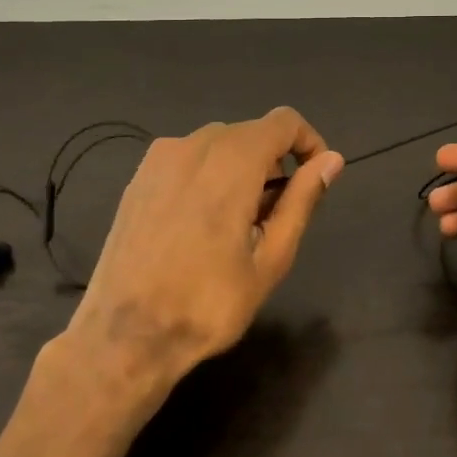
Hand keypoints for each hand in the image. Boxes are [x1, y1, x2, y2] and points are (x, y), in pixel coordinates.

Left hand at [57, 108, 343, 411]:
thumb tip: (332, 160)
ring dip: (241, 169)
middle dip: (274, 162)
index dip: (309, 142)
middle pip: (251, 132)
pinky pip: (187, 158)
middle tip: (274, 217)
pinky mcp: (138, 178)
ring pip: (218, 144)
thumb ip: (302, 200)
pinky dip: (208, 175)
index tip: (314, 179)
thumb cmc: (208, 303)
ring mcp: (159, 159)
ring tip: (238, 224)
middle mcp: (194, 145)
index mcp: (232, 161)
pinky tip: (200, 223)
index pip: (284, 121)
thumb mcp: (270, 258)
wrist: (124, 336)